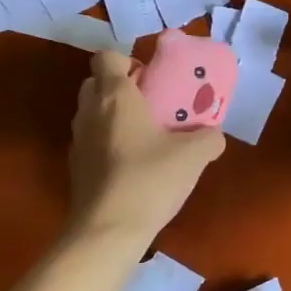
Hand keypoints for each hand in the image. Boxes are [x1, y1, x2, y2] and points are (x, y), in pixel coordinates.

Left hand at [67, 52, 225, 248]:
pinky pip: (91, 141)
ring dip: (113, 116)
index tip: (150, 78)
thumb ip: (209, 138)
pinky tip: (132, 165)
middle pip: (96, 83)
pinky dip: (107, 144)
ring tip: (145, 135)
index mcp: (114, 96)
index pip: (106, 57)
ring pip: (92, 113)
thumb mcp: (194, 156)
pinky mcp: (75, 168)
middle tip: (151, 104)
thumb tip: (214, 136)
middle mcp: (89, 111)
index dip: (127, 61)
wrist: (107, 232)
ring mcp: (77, 141)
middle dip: (120, 87)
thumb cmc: (149, 180)